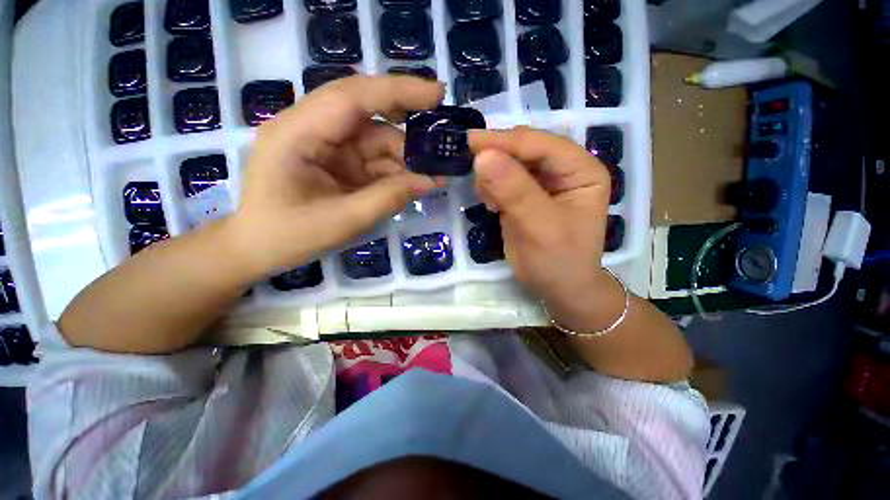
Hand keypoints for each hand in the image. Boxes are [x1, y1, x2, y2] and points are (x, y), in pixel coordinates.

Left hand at [227, 76, 443, 277]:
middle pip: (367, 113)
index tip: (438, 94)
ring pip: (374, 139)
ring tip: (432, 176)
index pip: (352, 97)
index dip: (398, 91)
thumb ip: (389, 198)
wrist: (257, 249)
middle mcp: (310, 128)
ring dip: (404, 158)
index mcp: (297, 133)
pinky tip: (413, 183)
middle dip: (406, 128)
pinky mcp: (335, 160)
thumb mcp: (344, 221)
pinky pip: (372, 158)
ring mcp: (324, 144)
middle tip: (441, 143)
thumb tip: (431, 181)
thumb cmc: (288, 237)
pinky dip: (394, 170)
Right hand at [469, 127, 624, 331]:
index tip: (470, 142)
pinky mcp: (524, 195)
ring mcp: (542, 182)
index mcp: (581, 170)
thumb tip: (482, 156)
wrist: (558, 288)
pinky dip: (491, 186)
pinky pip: (502, 180)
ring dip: (492, 174)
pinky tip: (492, 204)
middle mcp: (563, 169)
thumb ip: (514, 191)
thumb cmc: (559, 261)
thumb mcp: (540, 227)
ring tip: (489, 200)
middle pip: (524, 149)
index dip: (506, 141)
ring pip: (509, 162)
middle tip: (472, 170)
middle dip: (497, 157)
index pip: (541, 144)